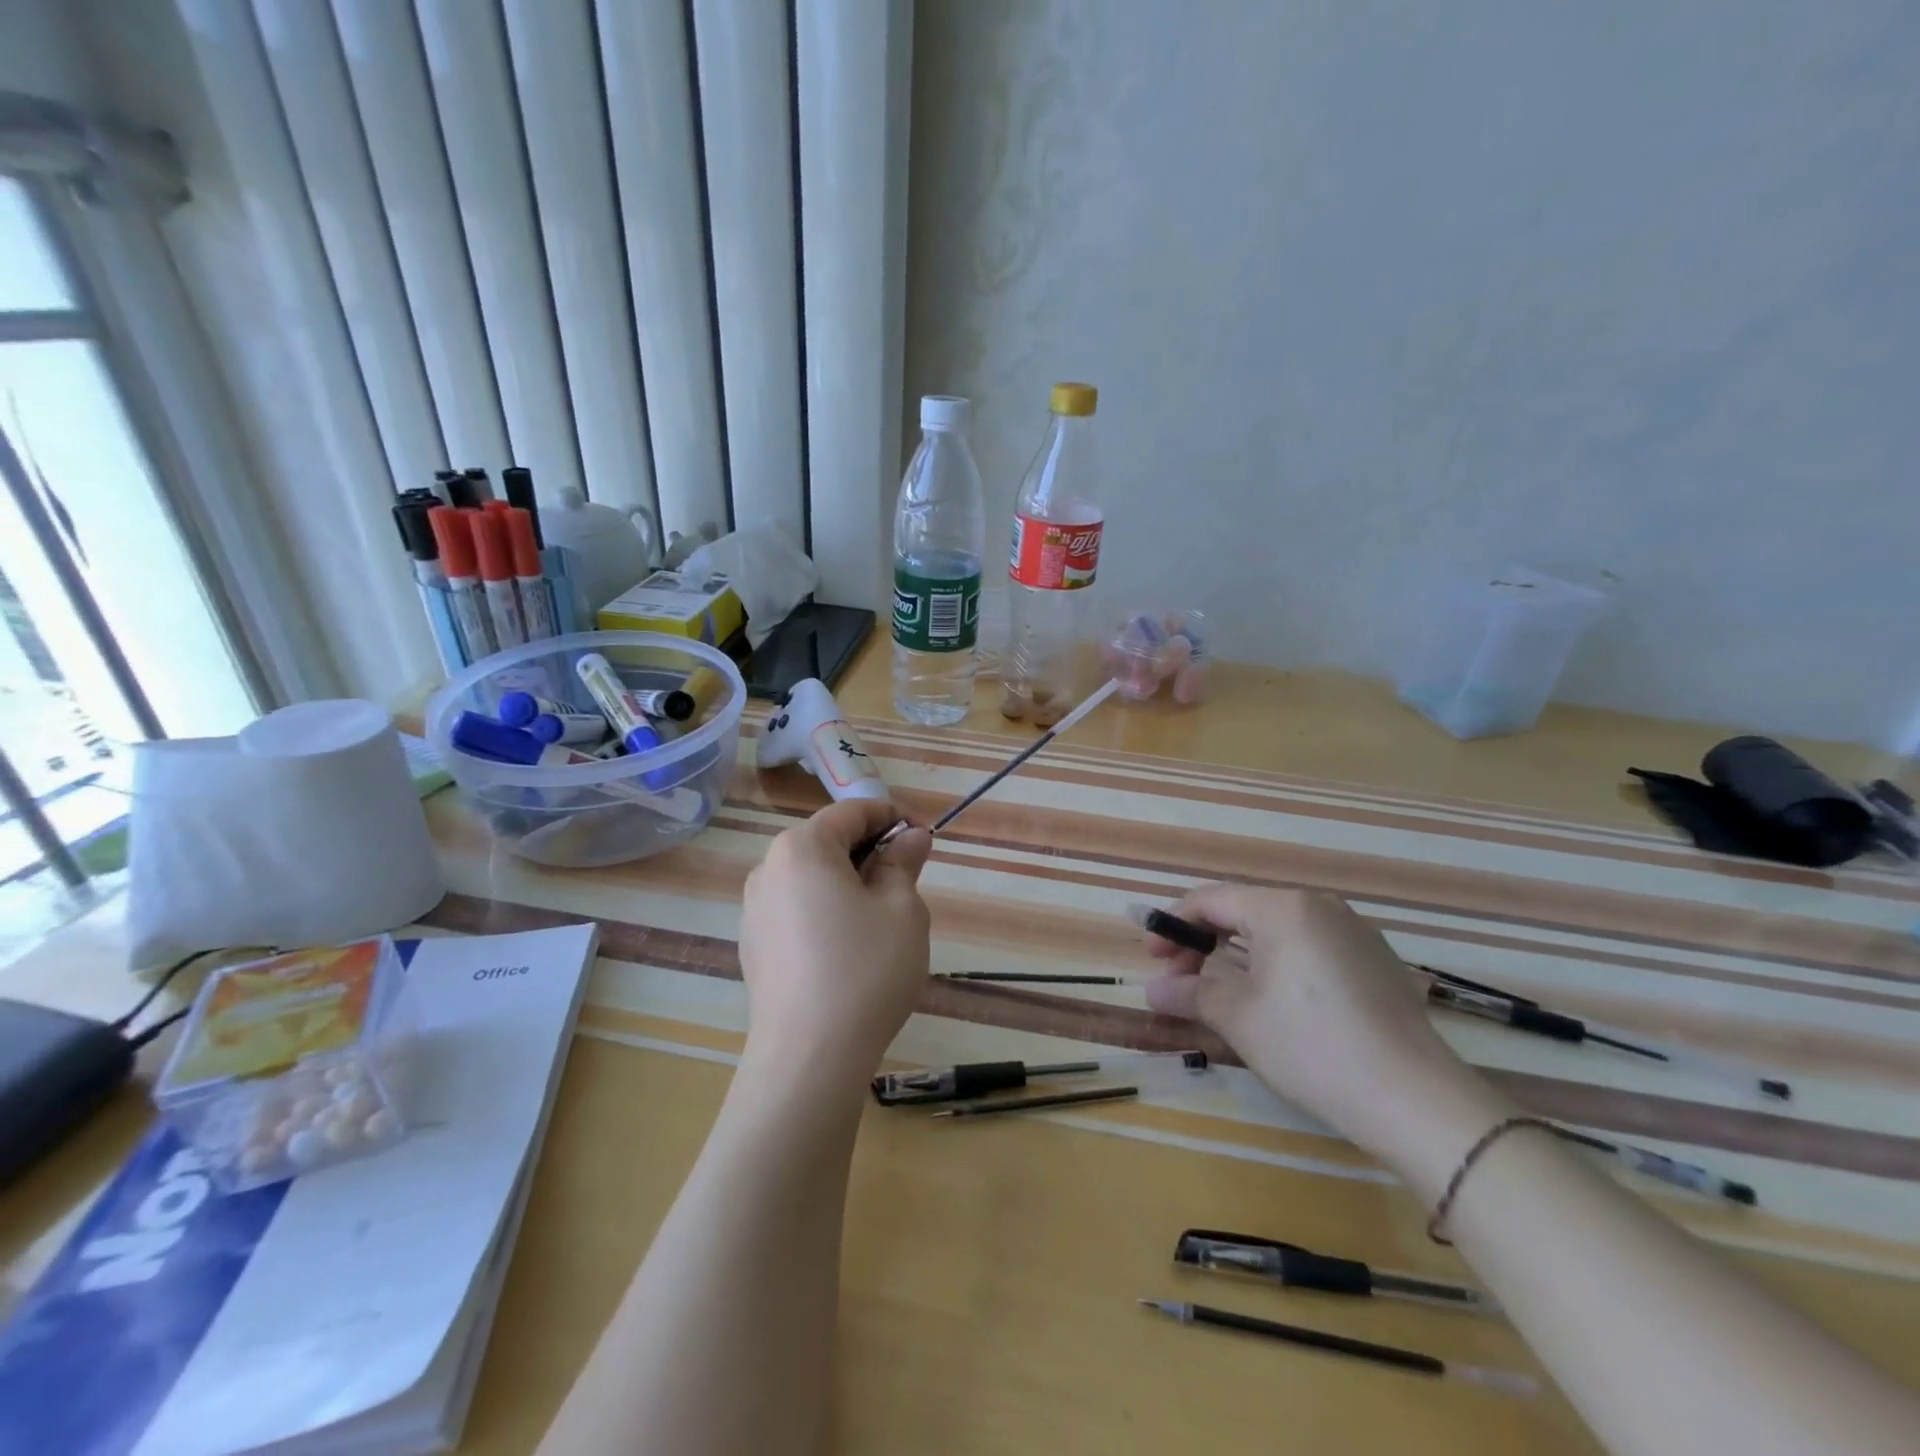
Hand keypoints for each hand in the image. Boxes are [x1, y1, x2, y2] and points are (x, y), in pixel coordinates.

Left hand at [737, 800, 933, 1088]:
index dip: (893, 817)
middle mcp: (768, 869)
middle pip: (828, 842)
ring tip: (883, 918)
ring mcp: (754, 910)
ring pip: (812, 878)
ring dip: (850, 883)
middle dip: (872, 852)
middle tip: (910, 880)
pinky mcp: (754, 946)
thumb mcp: (902, 909)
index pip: (853, 811)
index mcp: (802, 847)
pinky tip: (850, 948)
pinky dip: (827, 911)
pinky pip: (797, 910)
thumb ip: (903, 862)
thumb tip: (911, 836)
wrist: (809, 1057)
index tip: (925, 839)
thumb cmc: (865, 969)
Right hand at [1143, 885, 1509, 1179]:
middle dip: (1205, 943)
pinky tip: (1276, 1004)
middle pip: (1244, 912)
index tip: (1153, 959)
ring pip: (1279, 932)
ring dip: (1240, 957)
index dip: (1174, 926)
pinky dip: (1279, 966)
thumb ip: (1191, 993)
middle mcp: (1320, 906)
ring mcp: (1354, 933)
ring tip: (1223, 995)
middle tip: (1182, 981)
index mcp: (1283, 907)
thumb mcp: (1239, 1018)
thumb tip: (1153, 989)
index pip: (1211, 900)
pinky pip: (1311, 950)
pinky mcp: (1377, 963)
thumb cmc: (1312, 1046)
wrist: (1416, 1100)